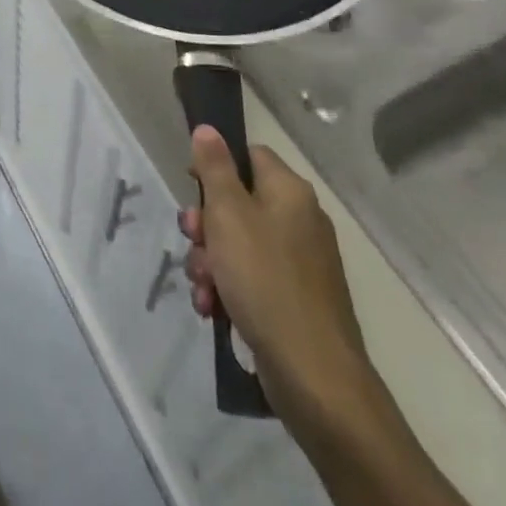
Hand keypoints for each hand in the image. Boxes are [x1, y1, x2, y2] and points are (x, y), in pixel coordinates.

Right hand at [180, 127, 379, 435]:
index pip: (249, 156)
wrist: (314, 377)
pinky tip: (212, 309)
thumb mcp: (228, 214)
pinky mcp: (294, 300)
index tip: (191, 188)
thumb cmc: (265, 280)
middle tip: (194, 240)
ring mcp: (300, 264)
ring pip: (237, 244)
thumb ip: (214, 168)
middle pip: (237, 203)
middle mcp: (299, 221)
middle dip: (205, 225)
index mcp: (289, 192)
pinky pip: (250, 279)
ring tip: (203, 287)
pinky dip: (228, 289)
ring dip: (210, 262)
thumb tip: (208, 128)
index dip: (215, 166)